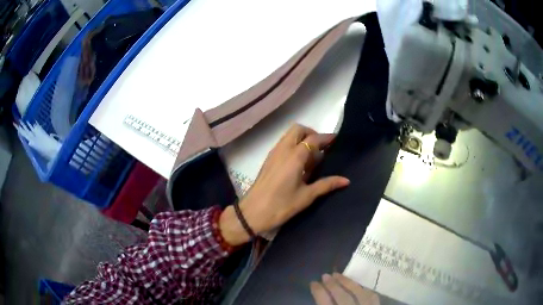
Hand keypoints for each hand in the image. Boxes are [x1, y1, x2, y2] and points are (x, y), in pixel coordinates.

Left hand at [219, 124, 349, 245]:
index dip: (326, 138)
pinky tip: (299, 162)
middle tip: (321, 148)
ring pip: (289, 135)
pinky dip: (293, 145)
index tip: (336, 140)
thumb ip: (326, 185)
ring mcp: (273, 153)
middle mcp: (283, 150)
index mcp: (294, 157)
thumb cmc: (281, 205)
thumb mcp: (306, 196)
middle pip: (298, 129)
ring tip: (312, 156)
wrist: (252, 213)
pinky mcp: (268, 159)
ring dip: (301, 138)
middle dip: (311, 133)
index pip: (313, 139)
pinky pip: (283, 144)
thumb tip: (346, 180)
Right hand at [311, 273, 379, 304]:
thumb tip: (320, 296)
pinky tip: (359, 286)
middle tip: (325, 275)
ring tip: (338, 275)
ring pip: (358, 293)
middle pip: (342, 296)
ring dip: (348, 283)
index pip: (324, 302)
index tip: (313, 282)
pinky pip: (373, 297)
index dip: (318, 291)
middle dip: (332, 285)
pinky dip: (365, 290)